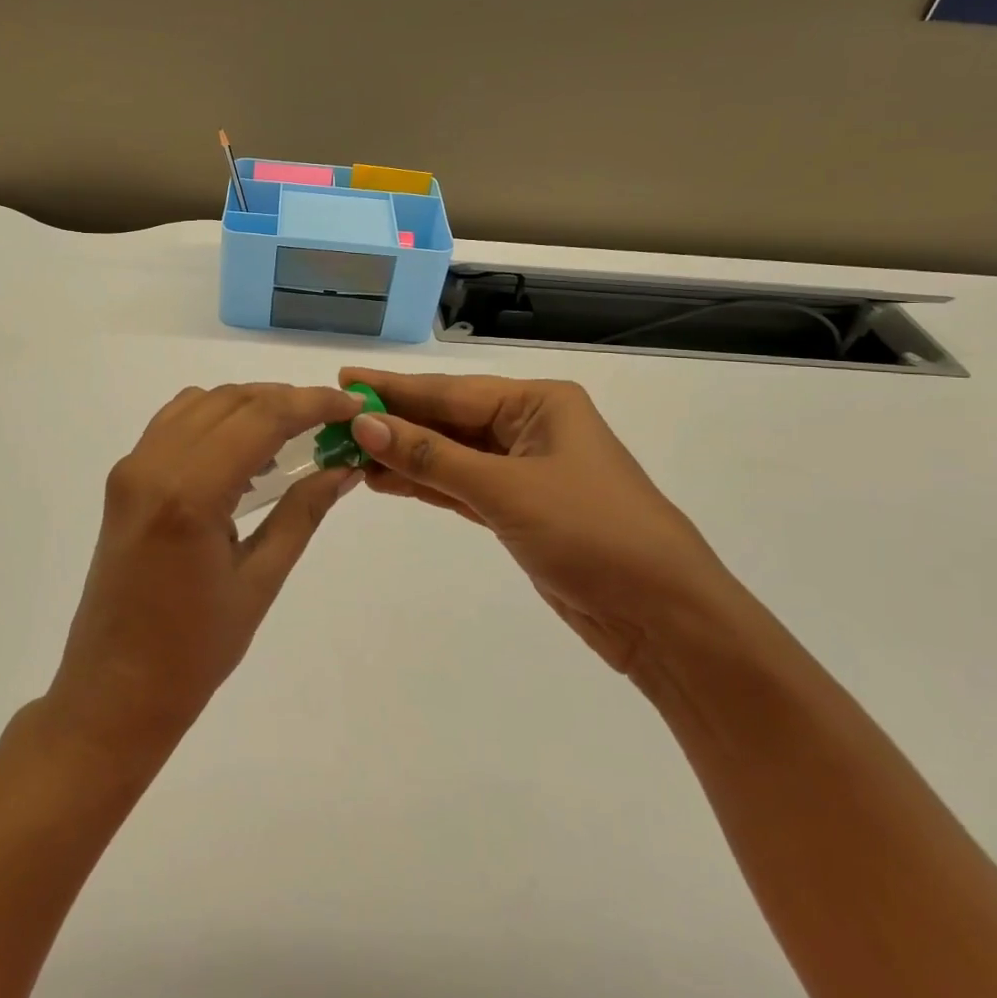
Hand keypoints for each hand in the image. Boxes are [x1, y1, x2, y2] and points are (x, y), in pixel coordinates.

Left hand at [43, 383, 365, 761]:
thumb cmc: (193, 652)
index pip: (261, 417)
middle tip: (330, 422)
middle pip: (231, 400)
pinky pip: (174, 424)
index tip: (352, 407)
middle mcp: (154, 465)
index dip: (312, 403)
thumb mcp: (259, 582)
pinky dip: (214, 420)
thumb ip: (303, 513)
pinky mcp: (123, 479)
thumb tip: (345, 468)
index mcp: (190, 494)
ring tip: (292, 435)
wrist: (113, 692)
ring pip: (201, 403)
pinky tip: (242, 453)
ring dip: (249, 405)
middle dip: (286, 400)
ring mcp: (132, 468)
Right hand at [339, 368, 735, 673]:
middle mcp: (530, 428)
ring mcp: (524, 471)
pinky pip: (460, 487)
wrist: (662, 617)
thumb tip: (365, 424)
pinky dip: (424, 484)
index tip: (344, 381)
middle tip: (334, 419)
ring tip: (347, 452)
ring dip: (403, 455)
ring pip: (450, 455)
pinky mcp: (518, 510)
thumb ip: (432, 457)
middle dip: (394, 421)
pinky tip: (384, 481)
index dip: (394, 388)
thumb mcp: (505, 489)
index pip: (451, 391)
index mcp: (539, 404)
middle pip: (448, 420)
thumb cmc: (592, 533)